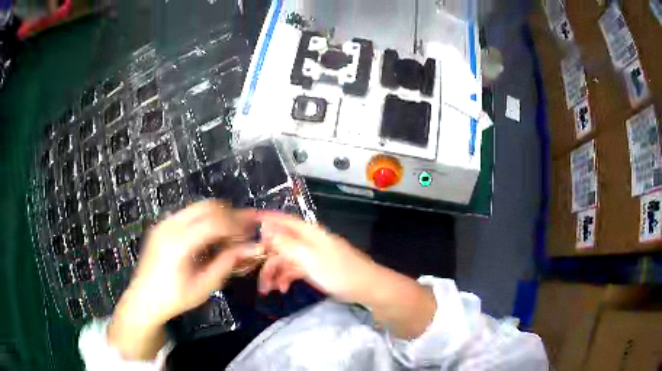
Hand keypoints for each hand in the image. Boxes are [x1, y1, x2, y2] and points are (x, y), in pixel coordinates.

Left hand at [108, 201, 259, 359]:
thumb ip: (227, 263)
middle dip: (230, 215)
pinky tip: (208, 237)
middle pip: (207, 206)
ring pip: (198, 206)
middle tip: (242, 232)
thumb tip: (252, 248)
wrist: (144, 299)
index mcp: (180, 243)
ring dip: (217, 215)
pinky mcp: (161, 225)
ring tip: (228, 235)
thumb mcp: (204, 286)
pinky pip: (188, 213)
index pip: (216, 221)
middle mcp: (170, 225)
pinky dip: (204, 219)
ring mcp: (164, 222)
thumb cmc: (175, 298)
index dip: (238, 224)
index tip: (252, 232)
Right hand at [257, 212, 378, 302]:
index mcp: (308, 233)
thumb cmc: (339, 271)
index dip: (266, 219)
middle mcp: (308, 241)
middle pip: (280, 244)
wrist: (366, 288)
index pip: (283, 220)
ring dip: (274, 273)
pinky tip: (282, 289)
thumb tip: (265, 226)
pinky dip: (286, 279)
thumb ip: (286, 243)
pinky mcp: (315, 269)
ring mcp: (311, 256)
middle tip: (255, 275)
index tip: (248, 221)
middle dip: (266, 259)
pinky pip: (294, 270)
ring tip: (266, 290)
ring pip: (285, 260)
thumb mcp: (309, 258)